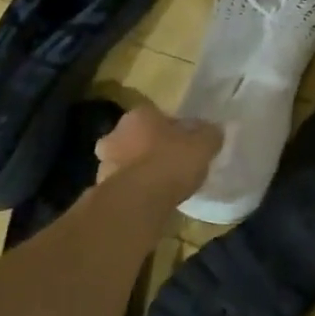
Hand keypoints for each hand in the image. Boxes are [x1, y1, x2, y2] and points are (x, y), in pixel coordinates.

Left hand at [95, 104, 221, 199]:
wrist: (138, 200)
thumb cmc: (171, 162)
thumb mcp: (203, 144)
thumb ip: (209, 134)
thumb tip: (213, 130)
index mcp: (140, 115)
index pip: (157, 116)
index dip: (173, 129)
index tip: (185, 143)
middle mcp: (116, 133)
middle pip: (137, 137)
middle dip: (149, 147)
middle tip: (169, 162)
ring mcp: (104, 162)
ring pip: (126, 161)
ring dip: (139, 169)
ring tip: (160, 185)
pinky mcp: (101, 189)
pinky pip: (123, 185)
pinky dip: (134, 190)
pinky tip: (150, 200)